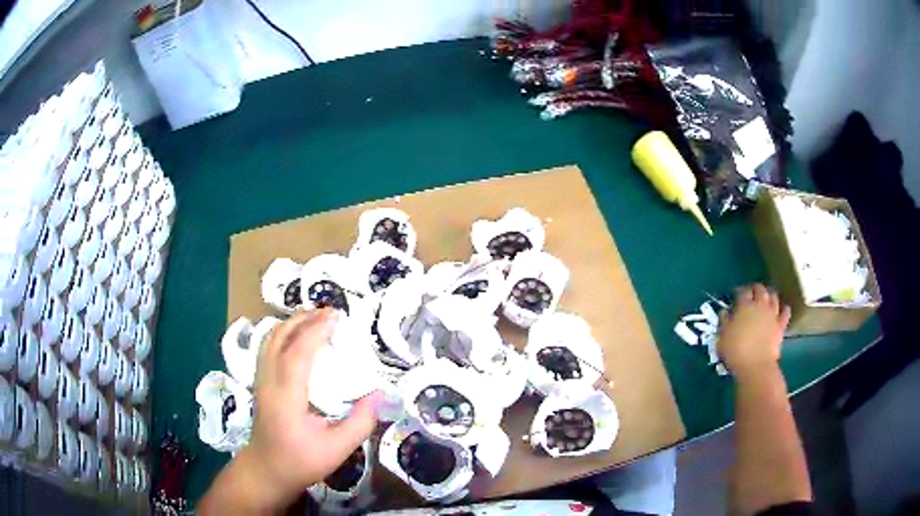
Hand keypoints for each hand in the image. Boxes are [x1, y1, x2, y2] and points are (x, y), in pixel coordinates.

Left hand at [232, 308, 380, 508]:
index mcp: (286, 398)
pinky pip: (268, 347)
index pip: (298, 354)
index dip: (316, 331)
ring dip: (291, 323)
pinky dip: (284, 333)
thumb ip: (360, 422)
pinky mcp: (259, 382)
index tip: (337, 317)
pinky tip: (298, 336)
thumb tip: (378, 394)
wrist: (266, 471)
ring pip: (270, 339)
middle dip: (303, 319)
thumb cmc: (301, 462)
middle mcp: (268, 382)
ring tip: (316, 318)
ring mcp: (260, 381)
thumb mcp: (337, 449)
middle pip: (279, 337)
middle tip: (330, 313)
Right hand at [718, 284, 790, 378]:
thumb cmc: (735, 351)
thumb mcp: (722, 337)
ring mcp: (772, 315)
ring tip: (767, 297)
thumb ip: (724, 321)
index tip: (735, 294)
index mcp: (744, 306)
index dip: (739, 291)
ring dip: (770, 294)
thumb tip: (725, 311)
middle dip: (755, 288)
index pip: (743, 291)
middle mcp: (760, 305)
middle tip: (751, 292)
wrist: (755, 366)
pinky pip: (785, 314)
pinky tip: (785, 308)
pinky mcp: (780, 326)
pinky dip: (785, 309)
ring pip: (773, 297)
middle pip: (760, 289)